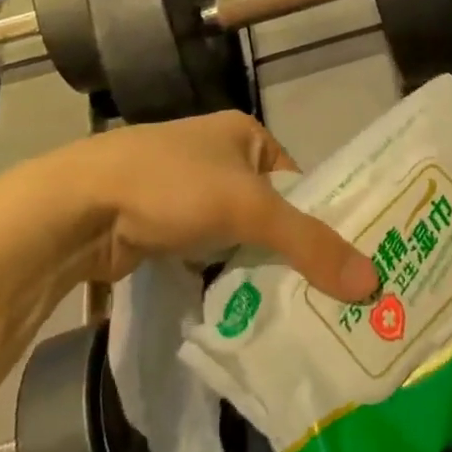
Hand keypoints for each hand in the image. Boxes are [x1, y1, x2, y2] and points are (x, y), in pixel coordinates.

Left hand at [7, 111, 378, 302]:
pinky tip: (249, 313)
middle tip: (334, 301)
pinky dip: (227, 280)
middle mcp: (221, 159)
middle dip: (295, 253)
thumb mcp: (248, 209)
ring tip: (301, 315)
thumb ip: (309, 244)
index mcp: (246, 136)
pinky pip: (212, 255)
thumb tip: (373, 282)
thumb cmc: (172, 185)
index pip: (302, 182)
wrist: (78, 207)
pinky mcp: (165, 228)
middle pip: (273, 213)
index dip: (326, 221)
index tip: (353, 267)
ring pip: (242, 238)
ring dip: (260, 271)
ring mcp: (190, 195)